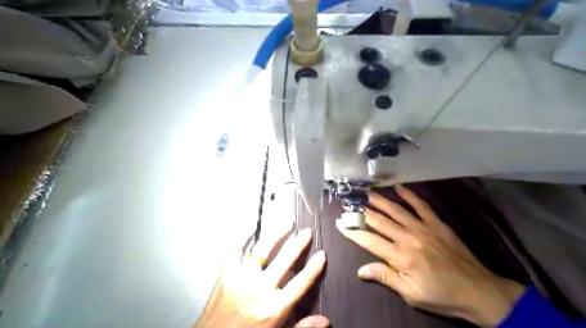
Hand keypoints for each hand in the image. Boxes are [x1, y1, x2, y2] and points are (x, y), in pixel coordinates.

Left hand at [194, 227, 326, 327]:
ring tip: (287, 224)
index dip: (314, 267)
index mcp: (275, 308)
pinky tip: (251, 227)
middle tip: (307, 231)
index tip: (322, 253)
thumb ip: (302, 327)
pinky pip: (236, 250)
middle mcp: (260, 290)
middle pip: (285, 260)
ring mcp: (242, 279)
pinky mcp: (226, 274)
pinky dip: (244, 237)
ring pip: (263, 250)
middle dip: (298, 244)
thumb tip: (326, 321)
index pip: (301, 282)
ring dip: (277, 235)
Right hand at [337, 186, 524, 326]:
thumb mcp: (411, 294)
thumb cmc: (440, 295)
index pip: (369, 240)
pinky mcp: (437, 223)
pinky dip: (409, 195)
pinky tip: (398, 188)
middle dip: (361, 212)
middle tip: (349, 203)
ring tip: (366, 193)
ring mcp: (423, 228)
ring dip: (379, 200)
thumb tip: (360, 270)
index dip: (352, 231)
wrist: (478, 291)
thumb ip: (385, 277)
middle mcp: (408, 238)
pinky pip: (421, 205)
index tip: (340, 222)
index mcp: (400, 257)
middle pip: (379, 221)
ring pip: (396, 210)